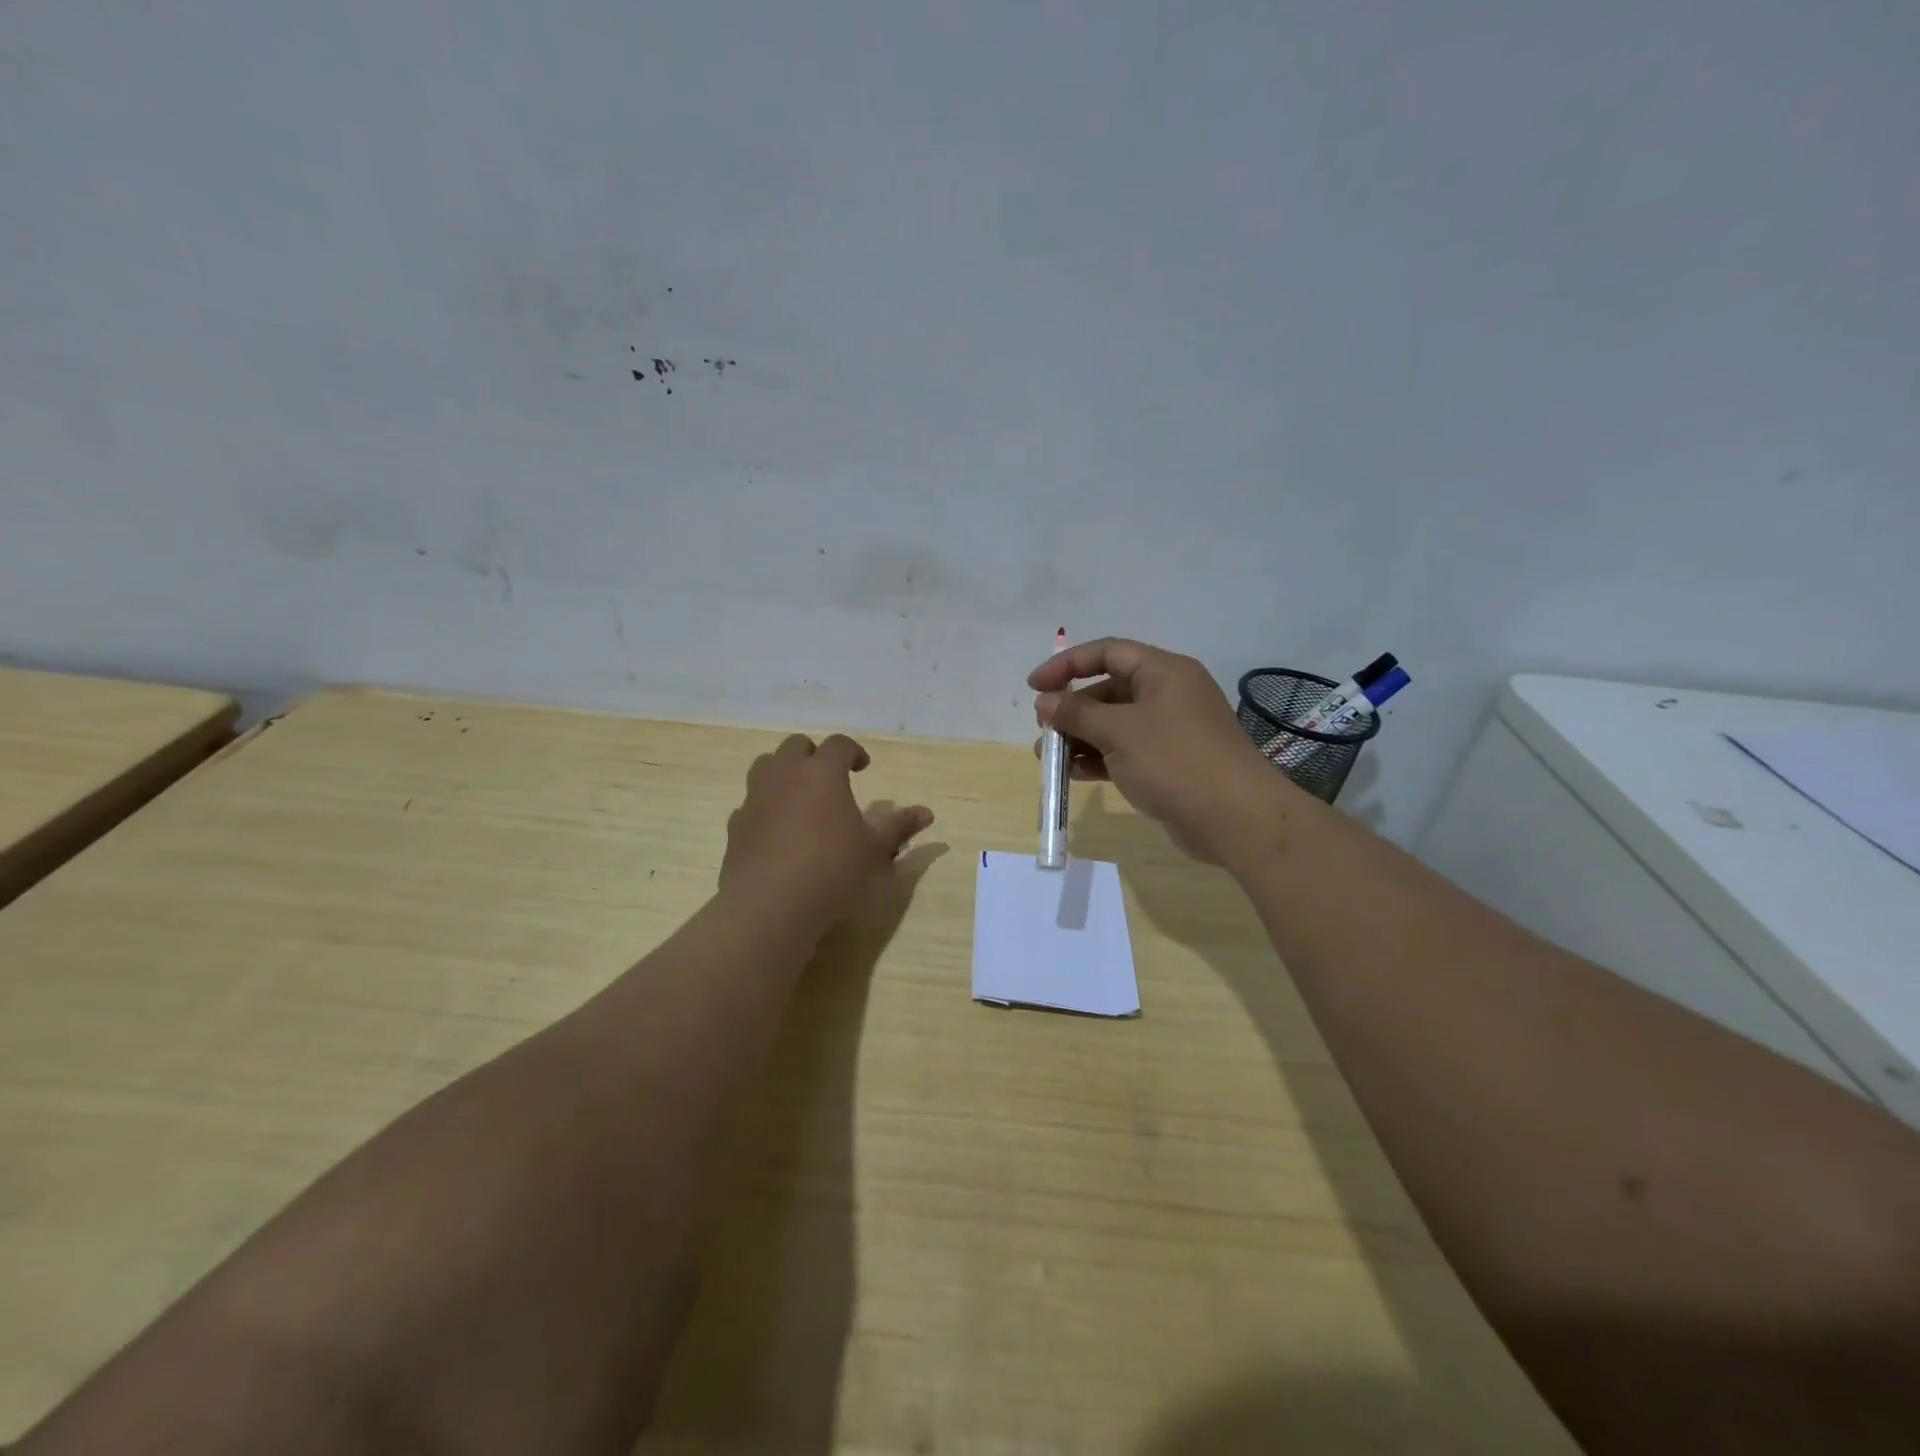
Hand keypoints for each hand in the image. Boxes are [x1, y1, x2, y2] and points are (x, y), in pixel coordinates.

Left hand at [720, 734, 933, 934]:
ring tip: (800, 798)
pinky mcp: (735, 826)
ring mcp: (755, 798)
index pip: (838, 744)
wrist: (769, 905)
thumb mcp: (874, 849)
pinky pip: (750, 804)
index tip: (863, 767)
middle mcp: (785, 775)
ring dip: (783, 773)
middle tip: (829, 777)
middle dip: (814, 755)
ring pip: (766, 767)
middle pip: (796, 746)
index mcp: (822, 772)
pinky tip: (776, 831)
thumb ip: (899, 826)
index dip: (853, 751)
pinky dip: (765, 808)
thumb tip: (927, 812)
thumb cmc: (832, 869)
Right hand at [1031, 638, 1301, 864]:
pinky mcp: (1169, 763)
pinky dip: (1099, 759)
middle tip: (1044, 730)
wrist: (1235, 818)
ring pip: (1115, 725)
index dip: (1068, 665)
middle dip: (1072, 709)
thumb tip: (1045, 701)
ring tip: (1049, 759)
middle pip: (1109, 690)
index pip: (1108, 652)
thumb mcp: (1119, 732)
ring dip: (1080, 738)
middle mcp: (1168, 695)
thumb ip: (1077, 713)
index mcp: (1163, 672)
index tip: (1034, 686)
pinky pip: (1125, 752)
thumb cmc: (1174, 760)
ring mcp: (1170, 731)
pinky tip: (1074, 774)